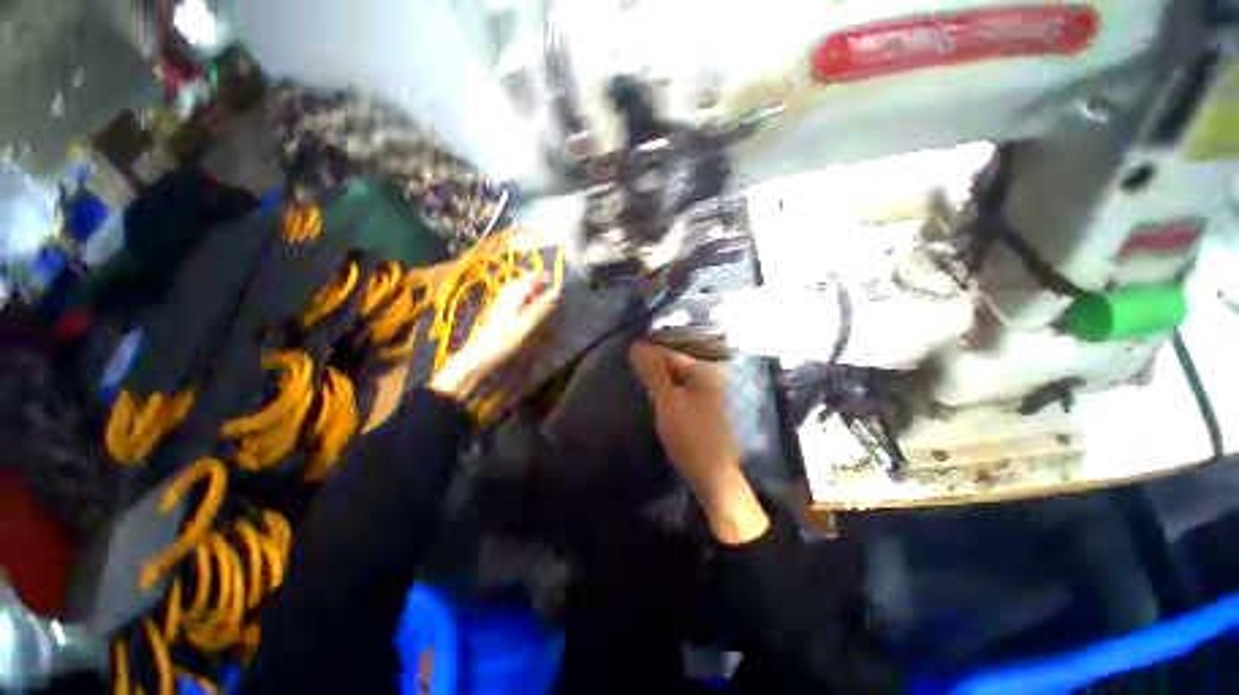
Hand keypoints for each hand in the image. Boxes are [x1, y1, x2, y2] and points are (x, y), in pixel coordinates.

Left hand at [430, 276, 559, 399]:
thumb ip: (542, 306)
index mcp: (513, 294)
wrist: (480, 354)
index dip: (544, 280)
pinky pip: (513, 299)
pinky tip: (526, 315)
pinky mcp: (497, 310)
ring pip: (518, 290)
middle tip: (547, 303)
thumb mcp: (527, 324)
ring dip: (530, 295)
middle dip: (537, 288)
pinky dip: (523, 302)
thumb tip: (557, 291)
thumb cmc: (505, 339)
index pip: (531, 277)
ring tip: (539, 309)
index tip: (555, 292)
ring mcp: (500, 301)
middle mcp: (505, 293)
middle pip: (523, 281)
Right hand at [629, 341, 768, 543]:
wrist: (712, 476)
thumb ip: (653, 371)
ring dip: (659, 383)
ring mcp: (707, 393)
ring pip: (675, 380)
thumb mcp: (668, 400)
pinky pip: (680, 392)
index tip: (631, 369)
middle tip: (635, 381)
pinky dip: (667, 394)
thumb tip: (636, 345)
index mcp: (705, 370)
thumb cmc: (690, 434)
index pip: (670, 353)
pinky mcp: (702, 408)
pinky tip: (657, 403)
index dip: (649, 358)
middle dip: (654, 371)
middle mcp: (709, 377)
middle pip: (673, 365)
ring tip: (642, 391)